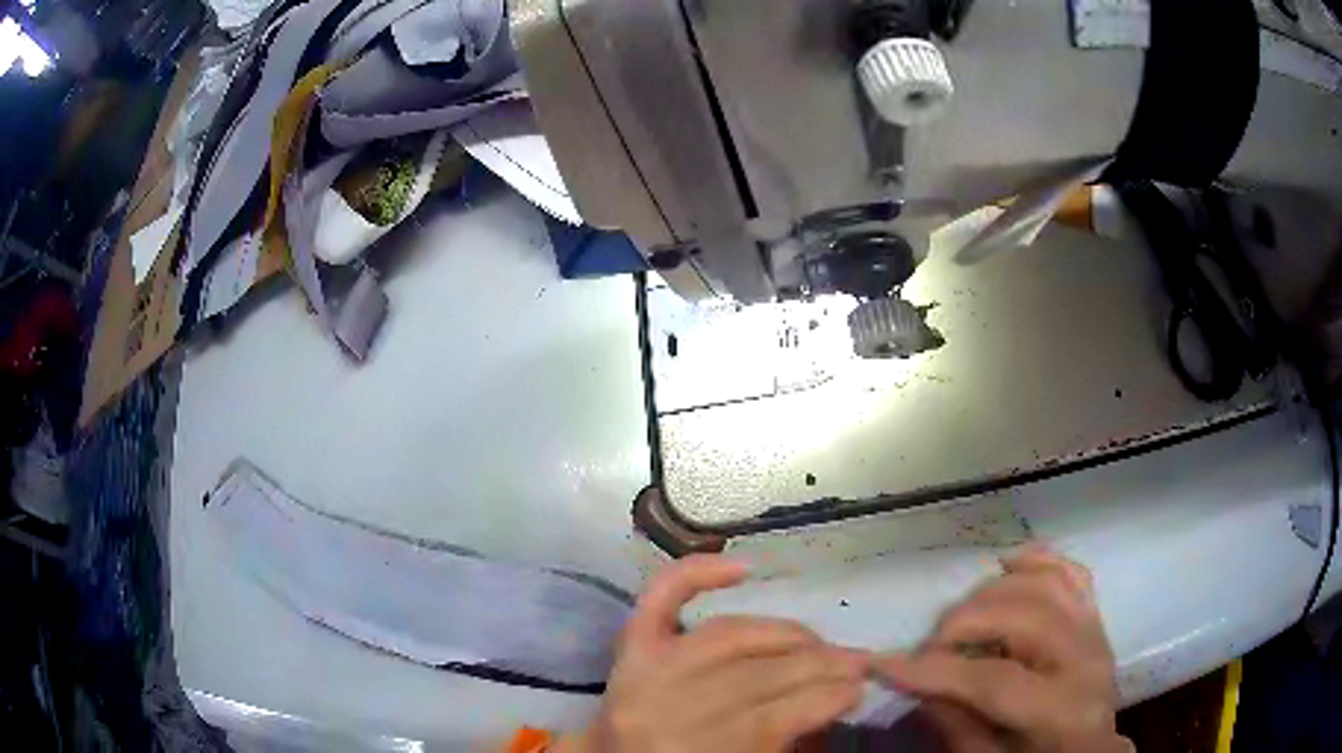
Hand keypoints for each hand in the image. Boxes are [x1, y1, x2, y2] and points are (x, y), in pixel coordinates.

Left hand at [556, 556, 868, 752]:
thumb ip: (787, 740)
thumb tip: (839, 695)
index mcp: (687, 751)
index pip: (769, 718)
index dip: (824, 700)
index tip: (860, 690)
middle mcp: (660, 706)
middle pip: (753, 674)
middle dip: (818, 666)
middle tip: (857, 664)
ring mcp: (640, 669)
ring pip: (728, 635)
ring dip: (787, 635)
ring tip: (823, 643)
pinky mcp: (628, 646)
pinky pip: (660, 598)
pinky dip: (697, 573)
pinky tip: (742, 568)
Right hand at [875, 547, 1131, 752]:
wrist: (1088, 751)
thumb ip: (954, 725)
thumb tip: (919, 685)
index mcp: (1061, 709)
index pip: (993, 679)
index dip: (935, 670)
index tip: (883, 663)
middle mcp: (1085, 658)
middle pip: (1023, 617)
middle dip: (963, 624)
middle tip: (928, 646)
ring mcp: (1094, 628)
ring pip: (1045, 582)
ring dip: (992, 591)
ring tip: (961, 618)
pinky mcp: (1094, 614)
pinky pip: (1070, 571)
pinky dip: (1037, 560)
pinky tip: (1007, 565)